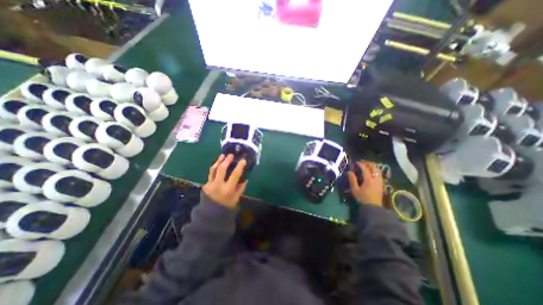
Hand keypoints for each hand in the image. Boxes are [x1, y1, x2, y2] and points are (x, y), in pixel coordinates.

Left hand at [202, 154, 247, 208]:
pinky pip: (211, 173)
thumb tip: (245, 178)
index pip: (235, 175)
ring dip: (218, 161)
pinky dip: (215, 167)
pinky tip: (218, 164)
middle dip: (227, 160)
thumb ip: (241, 187)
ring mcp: (210, 184)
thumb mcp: (236, 197)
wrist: (211, 214)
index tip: (243, 160)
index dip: (239, 166)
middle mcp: (218, 185)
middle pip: (221, 169)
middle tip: (231, 155)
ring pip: (213, 169)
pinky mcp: (206, 184)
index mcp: (228, 189)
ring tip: (222, 155)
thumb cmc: (227, 206)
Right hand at [348, 159, 384, 206]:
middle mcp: (375, 179)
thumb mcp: (355, 189)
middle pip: (374, 168)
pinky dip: (375, 170)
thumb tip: (349, 172)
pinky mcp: (381, 184)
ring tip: (367, 165)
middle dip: (368, 163)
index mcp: (368, 180)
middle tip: (362, 162)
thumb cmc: (362, 198)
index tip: (356, 162)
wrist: (373, 207)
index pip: (365, 169)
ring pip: (378, 170)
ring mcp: (380, 181)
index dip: (361, 164)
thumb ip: (352, 180)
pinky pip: (379, 174)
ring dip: (373, 166)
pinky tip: (372, 172)